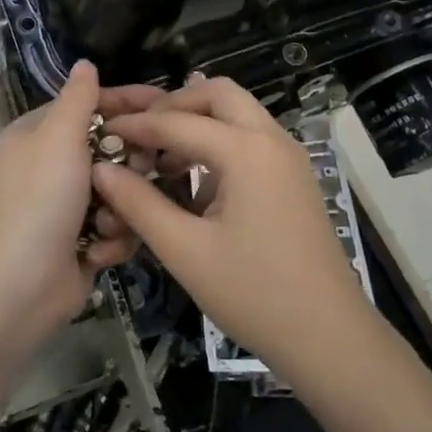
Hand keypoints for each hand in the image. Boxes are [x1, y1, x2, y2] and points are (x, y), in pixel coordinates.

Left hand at [0, 61, 155, 343]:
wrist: (16, 291)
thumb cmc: (38, 203)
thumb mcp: (58, 138)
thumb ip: (79, 98)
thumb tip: (85, 62)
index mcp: (38, 135)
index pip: (91, 105)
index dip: (129, 102)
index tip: (170, 104)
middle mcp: (51, 165)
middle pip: (112, 148)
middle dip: (128, 164)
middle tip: (140, 172)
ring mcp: (67, 206)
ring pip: (121, 190)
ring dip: (120, 208)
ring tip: (108, 222)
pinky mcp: (82, 241)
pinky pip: (118, 226)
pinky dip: (112, 239)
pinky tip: (97, 252)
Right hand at [93, 78, 373, 377]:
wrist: (329, 336)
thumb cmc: (254, 293)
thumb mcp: (185, 250)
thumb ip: (139, 204)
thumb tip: (101, 170)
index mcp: (246, 150)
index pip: (178, 122)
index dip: (136, 126)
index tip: (103, 132)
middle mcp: (271, 139)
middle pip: (218, 94)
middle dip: (175, 106)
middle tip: (142, 134)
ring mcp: (288, 157)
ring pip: (238, 114)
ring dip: (198, 122)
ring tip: (161, 157)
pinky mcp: (294, 177)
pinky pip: (251, 139)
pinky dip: (220, 143)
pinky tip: (195, 183)